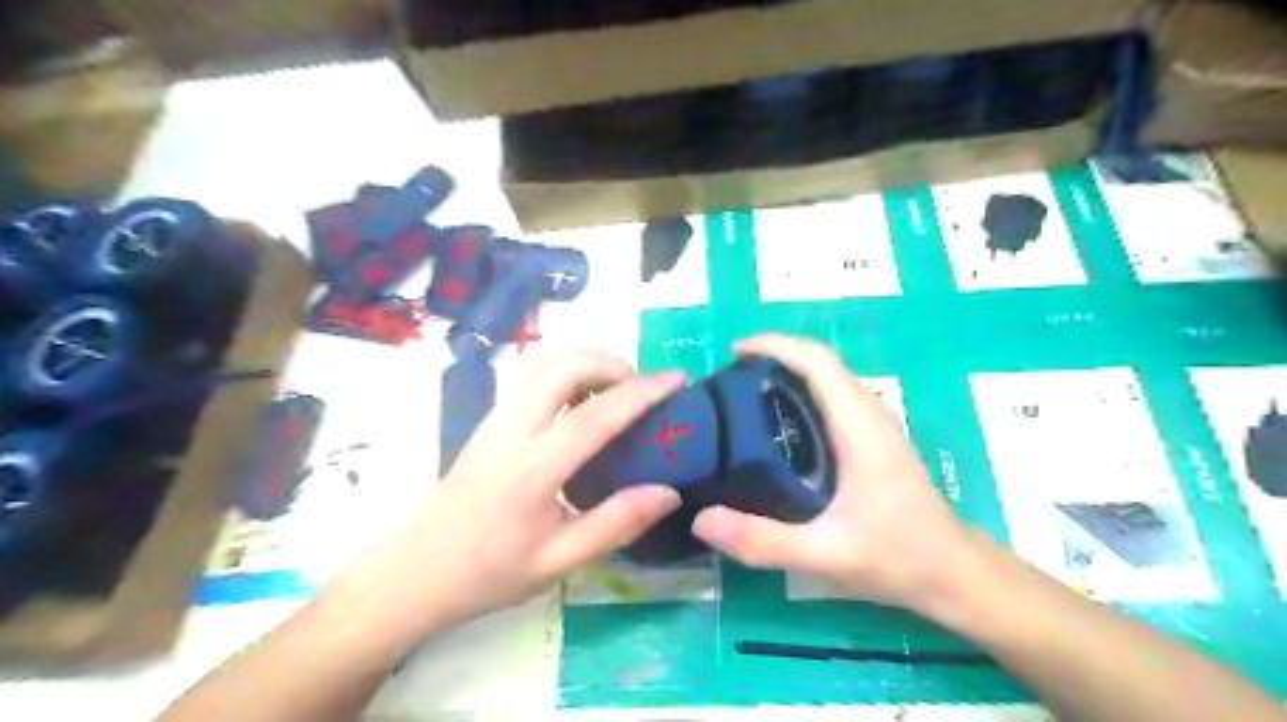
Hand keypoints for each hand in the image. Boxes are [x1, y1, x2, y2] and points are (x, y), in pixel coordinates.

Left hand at [324, 346, 682, 645]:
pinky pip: (530, 371)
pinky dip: (564, 367)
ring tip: (612, 390)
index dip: (642, 391)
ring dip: (586, 360)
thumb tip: (669, 491)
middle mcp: (512, 427)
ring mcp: (496, 416)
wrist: (418, 569)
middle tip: (640, 392)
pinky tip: (579, 399)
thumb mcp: (558, 562)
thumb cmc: (489, 571)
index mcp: (533, 468)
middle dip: (612, 363)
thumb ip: (615, 524)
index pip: (596, 414)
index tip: (678, 379)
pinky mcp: (489, 416)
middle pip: (566, 363)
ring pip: (544, 358)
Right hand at [695, 333, 974, 613]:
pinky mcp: (873, 440)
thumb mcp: (826, 553)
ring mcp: (874, 425)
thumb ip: (763, 540)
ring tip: (743, 396)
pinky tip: (776, 428)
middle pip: (820, 362)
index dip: (775, 345)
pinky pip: (832, 399)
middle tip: (727, 378)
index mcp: (859, 425)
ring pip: (828, 379)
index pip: (817, 361)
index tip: (733, 352)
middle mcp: (868, 413)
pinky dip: (800, 394)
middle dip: (774, 356)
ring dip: (787, 373)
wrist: (955, 573)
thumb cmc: (898, 556)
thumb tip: (701, 520)